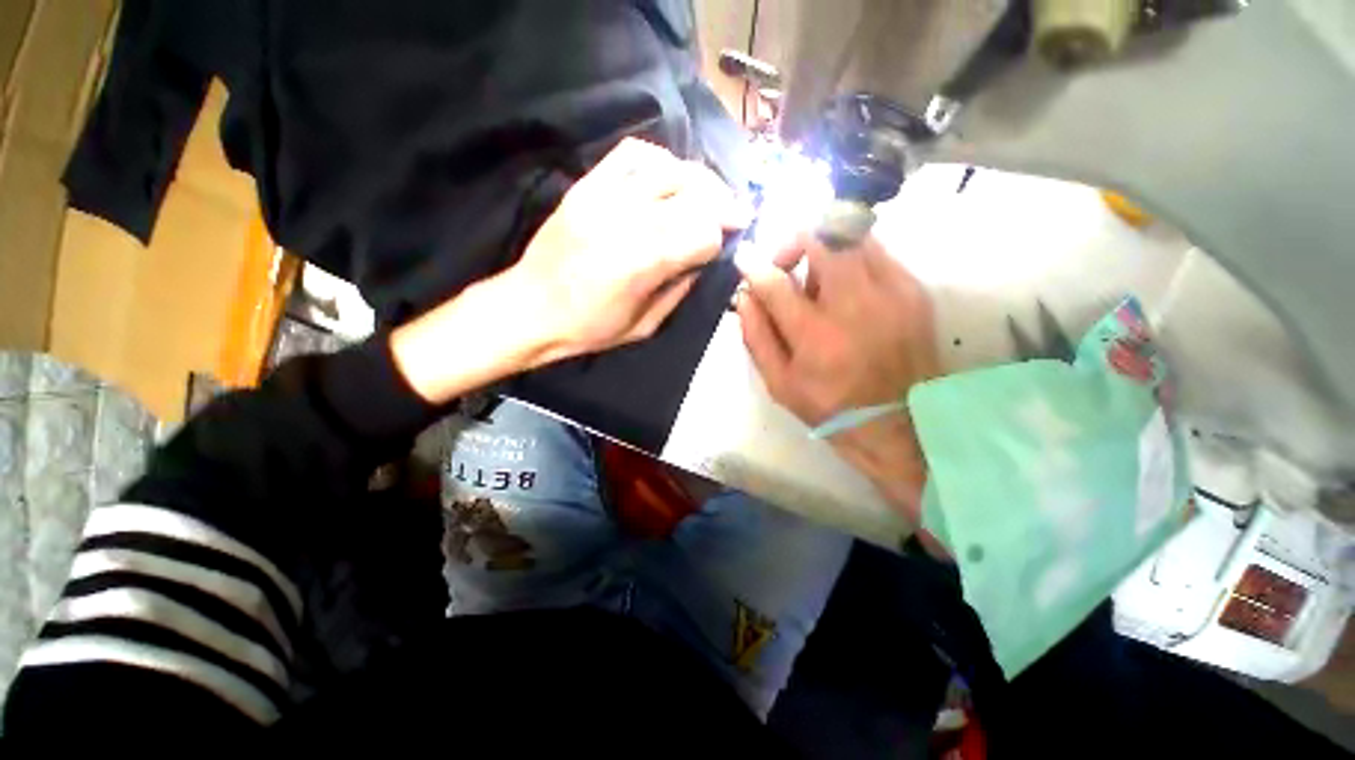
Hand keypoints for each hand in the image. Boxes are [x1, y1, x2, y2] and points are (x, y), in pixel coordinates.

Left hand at [503, 137, 748, 363]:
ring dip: (699, 180)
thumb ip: (680, 289)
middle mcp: (628, 220)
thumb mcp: (645, 325)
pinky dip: (661, 160)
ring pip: (671, 168)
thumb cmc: (590, 328)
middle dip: (723, 204)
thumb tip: (704, 258)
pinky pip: (633, 154)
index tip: (729, 242)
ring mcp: (605, 196)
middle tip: (734, 214)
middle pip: (695, 194)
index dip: (723, 237)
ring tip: (708, 195)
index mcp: (643, 262)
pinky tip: (669, 177)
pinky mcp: (587, 185)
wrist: (531, 307)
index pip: (704, 232)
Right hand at [735, 234, 938, 523]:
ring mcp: (892, 293)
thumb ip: (756, 336)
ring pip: (853, 237)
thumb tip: (744, 295)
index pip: (776, 282)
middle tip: (785, 264)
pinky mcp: (914, 290)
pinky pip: (877, 252)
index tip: (744, 257)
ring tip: (818, 280)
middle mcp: (856, 306)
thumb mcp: (779, 382)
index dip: (754, 265)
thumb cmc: (829, 406)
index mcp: (816, 336)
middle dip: (794, 243)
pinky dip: (852, 259)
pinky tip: (847, 290)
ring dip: (825, 249)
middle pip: (822, 239)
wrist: (898, 423)